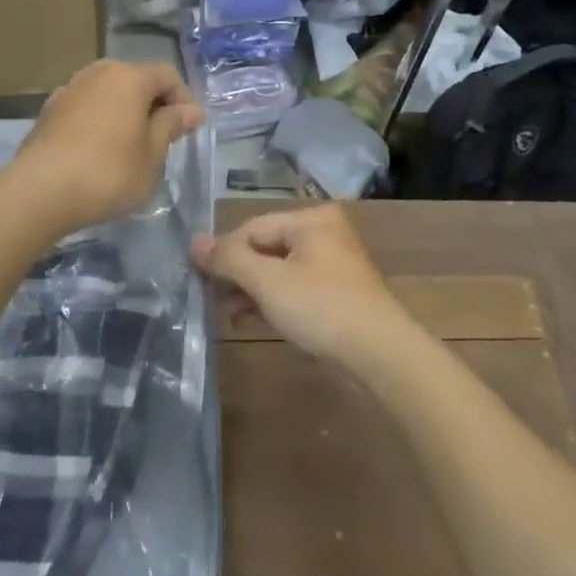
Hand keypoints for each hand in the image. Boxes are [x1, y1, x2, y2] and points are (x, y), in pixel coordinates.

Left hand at [12, 59, 201, 233]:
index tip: (189, 130)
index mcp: (128, 77)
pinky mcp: (48, 112)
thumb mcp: (152, 154)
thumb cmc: (109, 172)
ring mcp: (68, 90)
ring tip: (131, 147)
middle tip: (162, 138)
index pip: (167, 75)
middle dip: (153, 105)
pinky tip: (99, 152)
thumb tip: (189, 110)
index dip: (184, 100)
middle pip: (135, 80)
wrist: (41, 191)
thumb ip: (171, 126)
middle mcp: (97, 73)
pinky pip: (86, 109)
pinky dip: (100, 123)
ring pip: (108, 94)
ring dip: (125, 113)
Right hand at [192, 203, 420, 377]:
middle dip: (236, 275)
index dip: (223, 253)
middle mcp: (323, 235)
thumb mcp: (268, 281)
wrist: (380, 356)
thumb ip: (229, 259)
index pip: (252, 228)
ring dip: (249, 292)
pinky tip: (247, 321)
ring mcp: (331, 266)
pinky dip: (270, 303)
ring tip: (225, 316)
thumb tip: (194, 242)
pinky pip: (292, 290)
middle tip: (208, 299)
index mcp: (311, 220)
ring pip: (277, 272)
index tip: (197, 279)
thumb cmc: (322, 308)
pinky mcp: (334, 296)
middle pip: (264, 249)